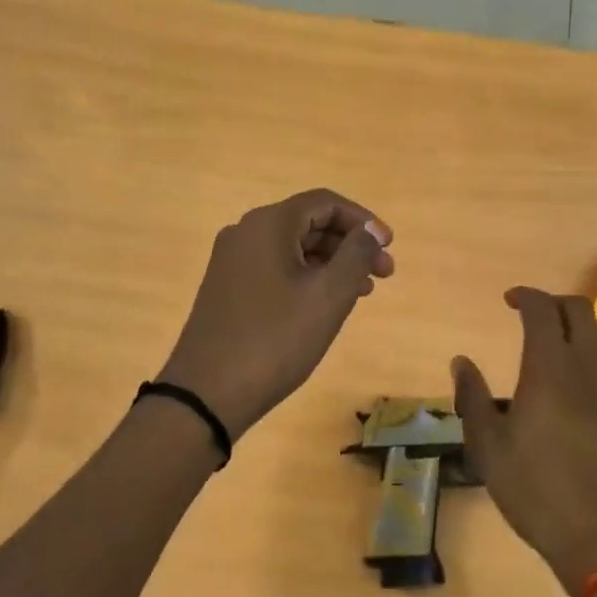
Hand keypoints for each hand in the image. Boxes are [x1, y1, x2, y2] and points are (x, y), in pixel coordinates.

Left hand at [158, 190, 393, 438]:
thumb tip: (371, 230)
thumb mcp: (328, 295)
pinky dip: (307, 278)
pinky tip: (325, 305)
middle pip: (309, 222)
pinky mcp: (227, 288)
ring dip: (332, 263)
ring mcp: (232, 261)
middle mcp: (245, 232)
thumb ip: (356, 254)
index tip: (388, 247)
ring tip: (362, 293)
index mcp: (268, 224)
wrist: (207, 393)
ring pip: (294, 248)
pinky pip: (276, 268)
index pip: (326, 202)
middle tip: (383, 275)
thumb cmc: (276, 339)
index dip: (363, 221)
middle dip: (350, 244)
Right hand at [453, 288, 596, 596]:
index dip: (526, 296)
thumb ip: (472, 398)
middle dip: (555, 306)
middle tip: (534, 321)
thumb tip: (461, 362)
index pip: (543, 309)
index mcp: (551, 369)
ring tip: (556, 374)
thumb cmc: (539, 494)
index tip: (511, 300)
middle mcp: (593, 368)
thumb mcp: (489, 450)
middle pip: (581, 311)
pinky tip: (585, 415)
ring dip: (577, 344)